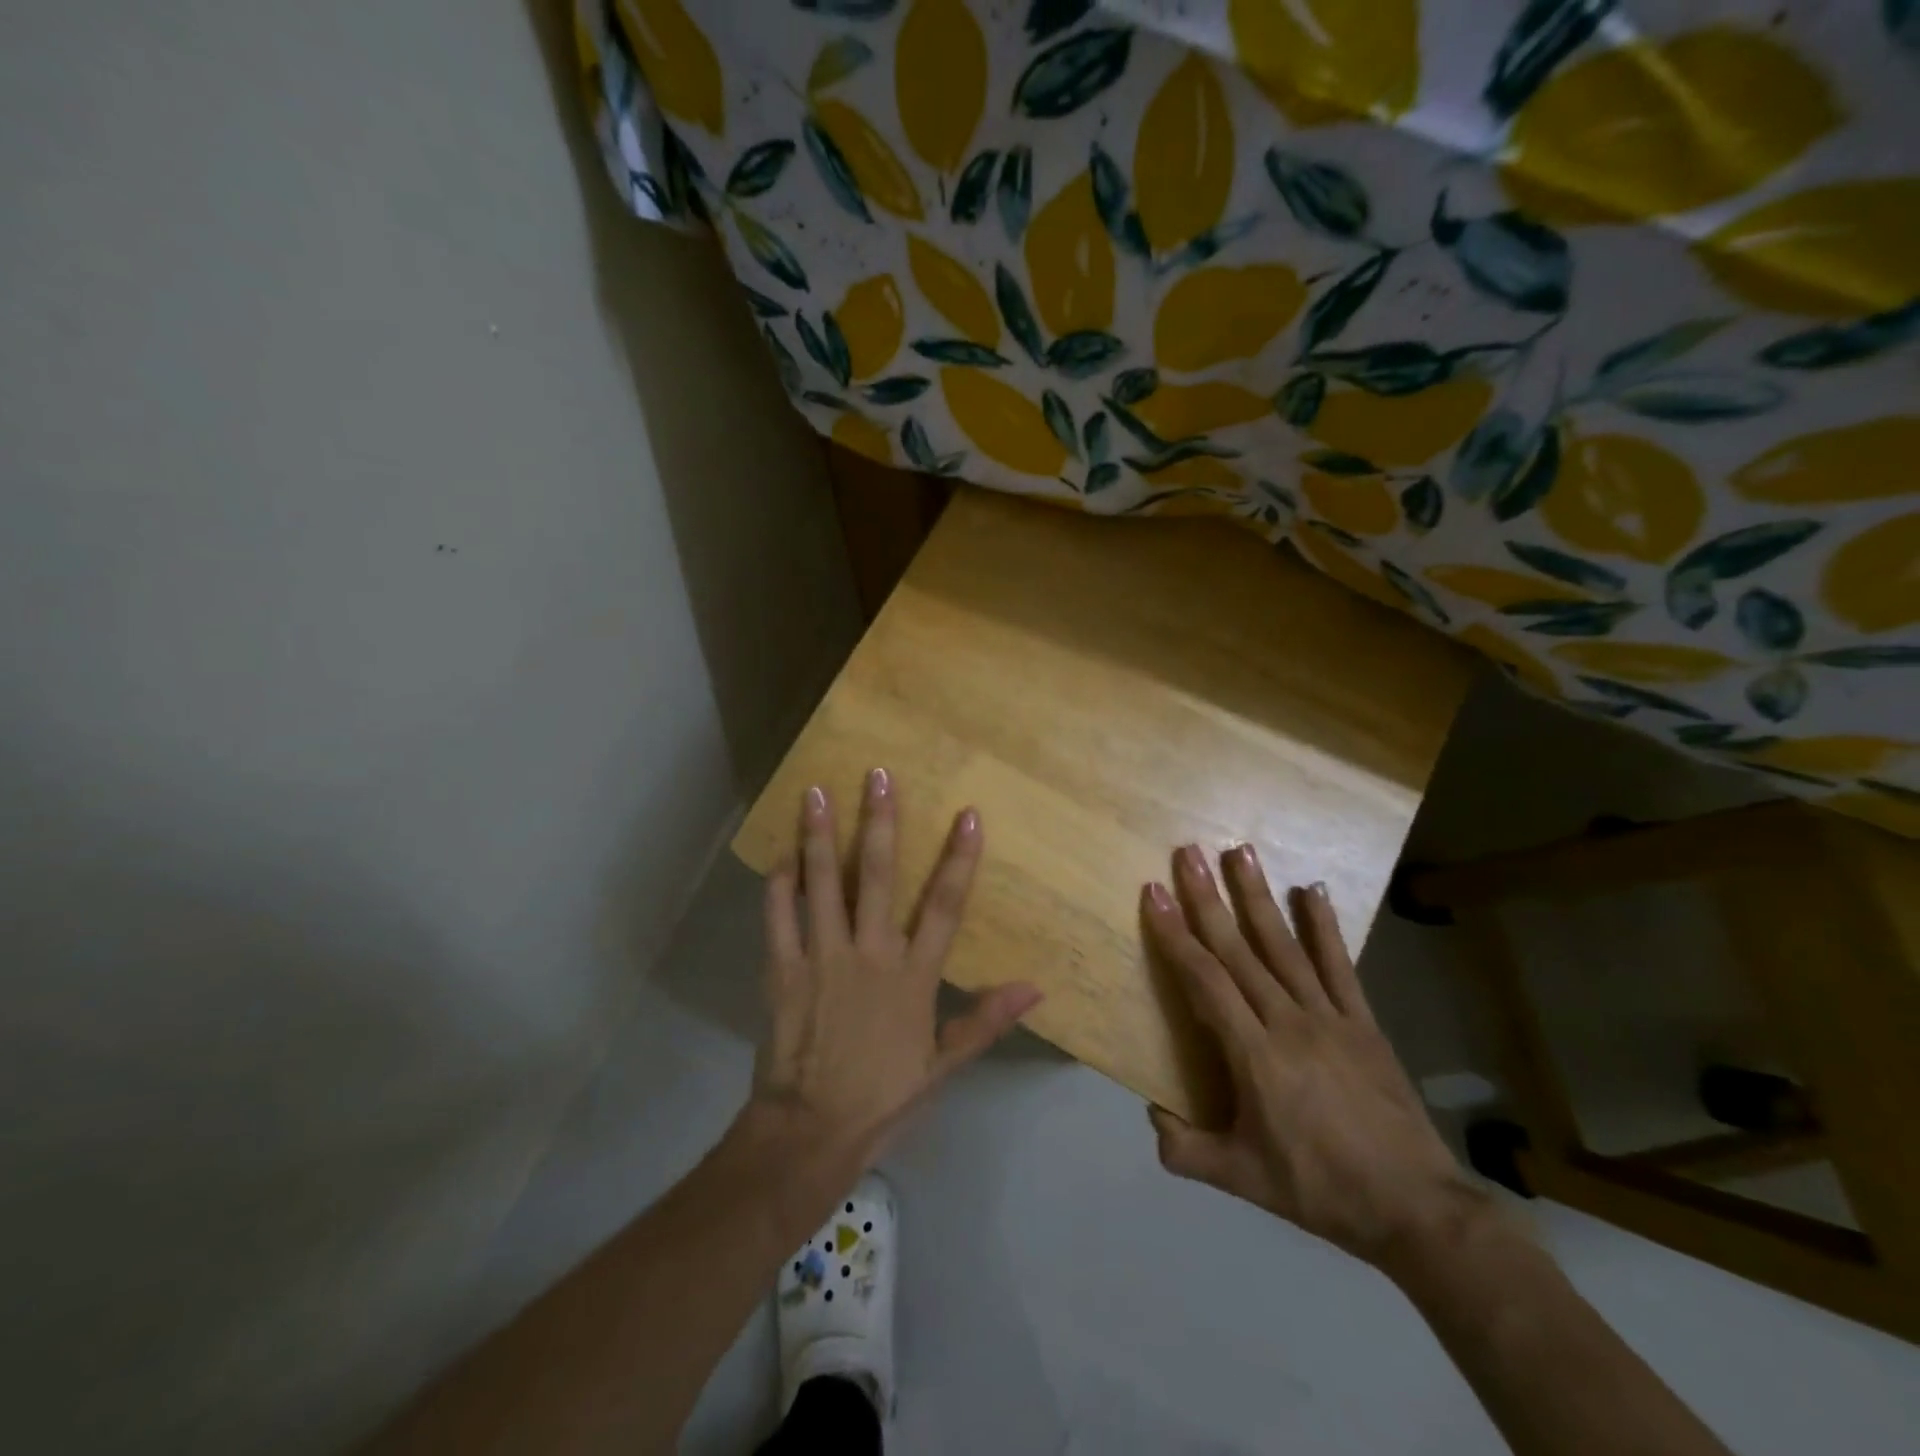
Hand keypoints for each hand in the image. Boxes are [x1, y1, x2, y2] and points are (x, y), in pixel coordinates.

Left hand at [745, 771, 1042, 1169]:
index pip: (944, 906)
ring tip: (816, 793)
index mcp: (912, 976)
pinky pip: (778, 917)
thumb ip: (984, 1020)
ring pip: (822, 884)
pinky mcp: (782, 969)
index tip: (967, 814)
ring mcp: (822, 957)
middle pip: (878, 876)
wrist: (810, 1132)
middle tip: (877, 775)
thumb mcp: (943, 1066)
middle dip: (880, 822)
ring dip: (820, 837)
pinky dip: (778, 885)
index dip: (958, 859)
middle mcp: (869, 954)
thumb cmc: (883, 1097)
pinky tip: (780, 855)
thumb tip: (1035, 988)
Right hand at [1142, 844, 1486, 1272]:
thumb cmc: (1320, 1189)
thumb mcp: (1242, 1179)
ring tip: (1241, 851)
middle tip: (1189, 853)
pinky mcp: (1363, 1021)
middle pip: (1239, 949)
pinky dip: (1325, 926)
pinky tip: (1312, 889)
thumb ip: (1187, 1150)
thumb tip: (1151, 1115)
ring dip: (1259, 896)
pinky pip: (1340, 965)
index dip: (1176, 934)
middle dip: (1209, 898)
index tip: (1155, 893)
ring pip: (1284, 945)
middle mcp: (1288, 1021)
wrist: (1415, 1208)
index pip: (1205, 980)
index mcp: (1254, 1055)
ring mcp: (1329, 1016)